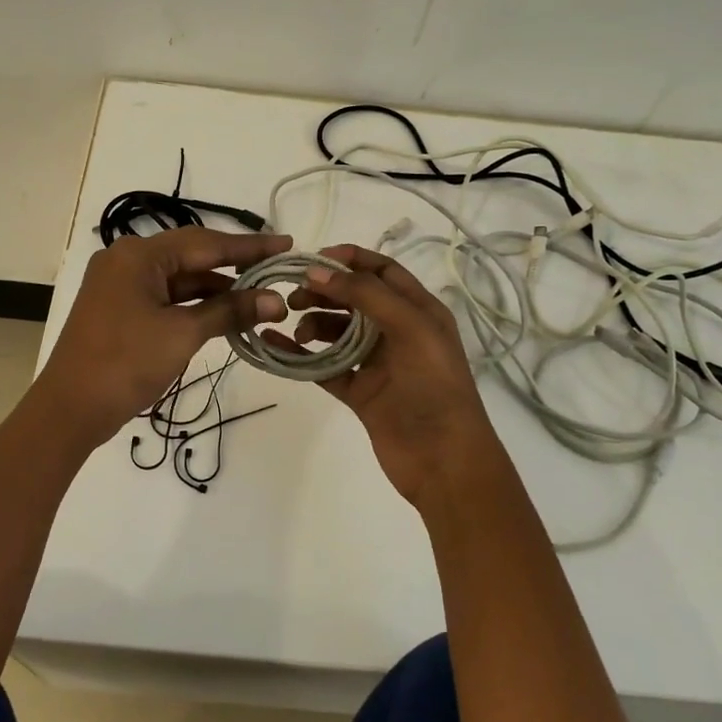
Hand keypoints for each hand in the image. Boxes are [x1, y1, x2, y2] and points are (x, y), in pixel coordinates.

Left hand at [33, 227, 291, 445]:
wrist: (69, 410)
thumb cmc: (125, 363)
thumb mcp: (182, 334)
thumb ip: (230, 311)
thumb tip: (276, 300)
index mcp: (138, 255)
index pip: (206, 242)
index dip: (249, 247)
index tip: (286, 244)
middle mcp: (127, 260)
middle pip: (192, 256)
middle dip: (236, 266)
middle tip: (278, 268)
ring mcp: (121, 285)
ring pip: (180, 279)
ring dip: (217, 290)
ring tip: (261, 296)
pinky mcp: (121, 309)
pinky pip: (167, 297)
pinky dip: (195, 305)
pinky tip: (226, 312)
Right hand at [269, 244, 508, 507]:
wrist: (444, 461)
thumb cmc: (434, 386)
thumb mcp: (410, 328)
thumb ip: (365, 295)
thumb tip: (318, 272)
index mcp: (419, 310)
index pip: (382, 271)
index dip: (350, 260)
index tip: (312, 260)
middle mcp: (398, 331)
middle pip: (355, 298)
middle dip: (324, 292)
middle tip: (294, 297)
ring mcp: (377, 362)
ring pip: (337, 331)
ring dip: (314, 323)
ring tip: (298, 330)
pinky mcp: (360, 391)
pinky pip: (325, 365)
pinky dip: (302, 355)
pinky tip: (276, 346)